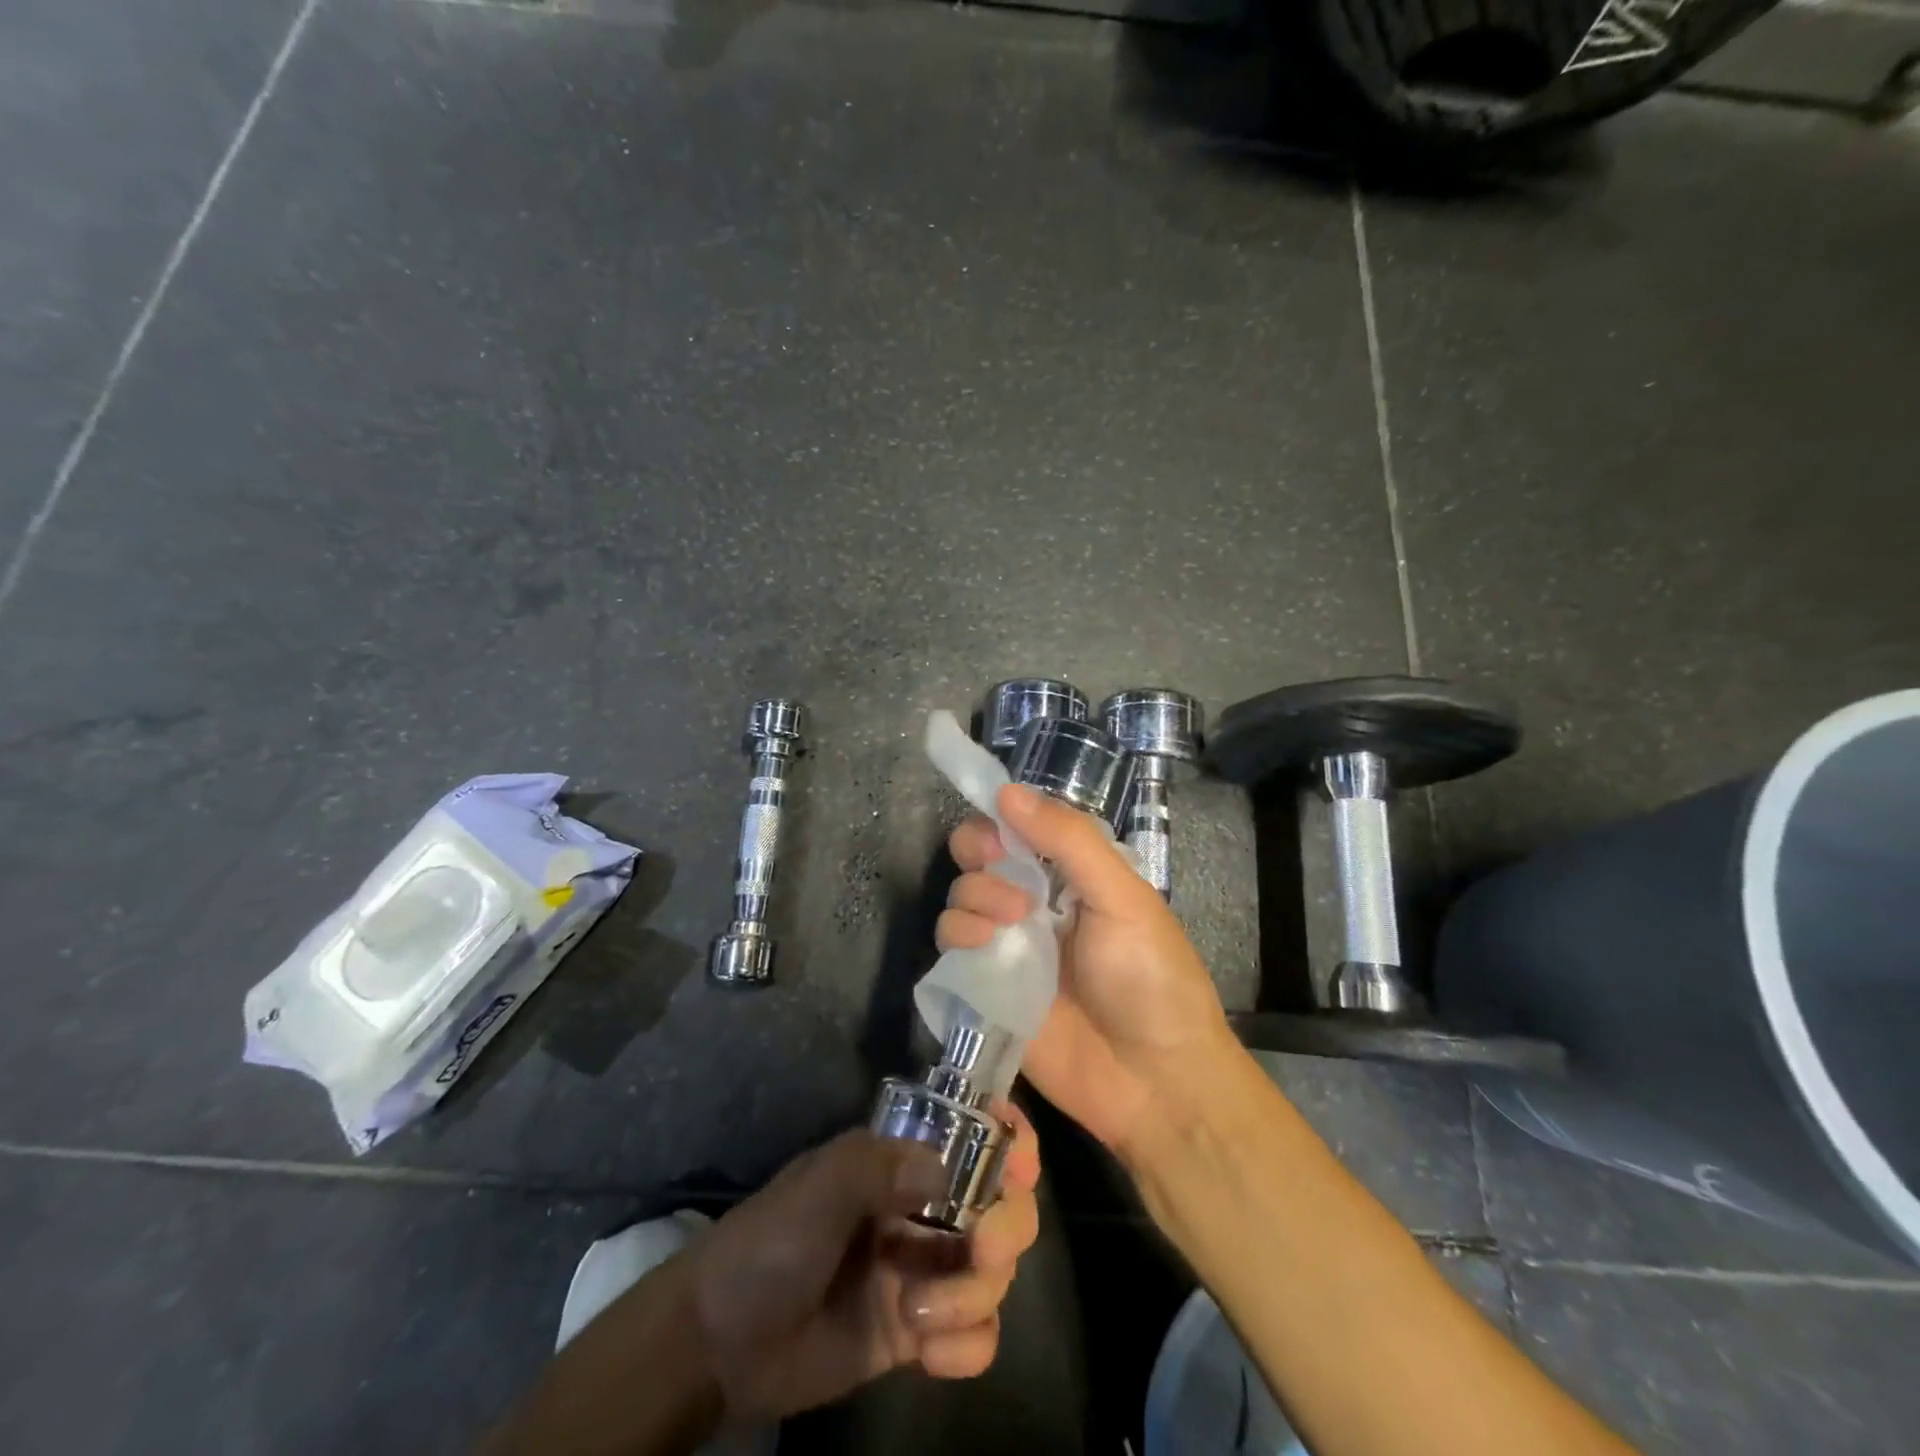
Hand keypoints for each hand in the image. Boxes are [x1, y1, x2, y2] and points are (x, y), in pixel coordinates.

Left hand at [687, 1112, 1041, 1427]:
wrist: (721, 1342)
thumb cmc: (771, 1241)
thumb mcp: (820, 1184)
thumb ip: (883, 1167)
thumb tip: (950, 1175)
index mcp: (903, 1160)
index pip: (976, 1133)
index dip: (1010, 1139)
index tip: (1019, 1166)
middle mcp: (924, 1208)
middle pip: (1004, 1205)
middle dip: (1005, 1227)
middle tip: (980, 1249)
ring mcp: (925, 1270)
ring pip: (996, 1272)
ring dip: (975, 1294)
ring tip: (921, 1315)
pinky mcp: (920, 1333)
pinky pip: (978, 1336)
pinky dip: (969, 1346)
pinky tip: (929, 1356)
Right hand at [939, 783, 1240, 1164]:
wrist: (1153, 1081)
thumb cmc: (1150, 978)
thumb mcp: (1122, 896)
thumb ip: (1069, 840)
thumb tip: (1007, 791)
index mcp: (1072, 874)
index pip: (1021, 826)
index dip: (1003, 817)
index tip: (1003, 826)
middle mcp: (1035, 902)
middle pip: (980, 854)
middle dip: (981, 851)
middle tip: (1002, 868)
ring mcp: (1009, 945)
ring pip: (961, 895)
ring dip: (975, 895)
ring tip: (1011, 922)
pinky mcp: (987, 986)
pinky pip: (951, 947)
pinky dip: (958, 935)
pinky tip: (982, 946)